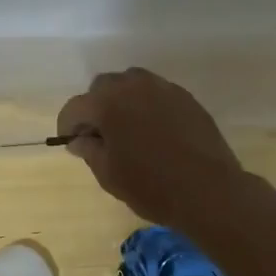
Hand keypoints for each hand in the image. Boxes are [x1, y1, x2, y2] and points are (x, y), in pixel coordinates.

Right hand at [56, 68, 254, 234]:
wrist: (208, 191)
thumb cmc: (151, 186)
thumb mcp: (109, 174)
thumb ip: (90, 150)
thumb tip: (80, 139)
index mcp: (108, 103)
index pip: (75, 107)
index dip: (67, 125)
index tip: (69, 142)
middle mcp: (134, 86)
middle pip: (103, 87)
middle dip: (95, 107)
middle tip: (98, 135)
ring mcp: (163, 88)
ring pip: (132, 84)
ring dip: (122, 100)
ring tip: (126, 129)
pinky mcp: (186, 98)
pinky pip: (157, 93)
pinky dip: (147, 105)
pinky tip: (153, 131)